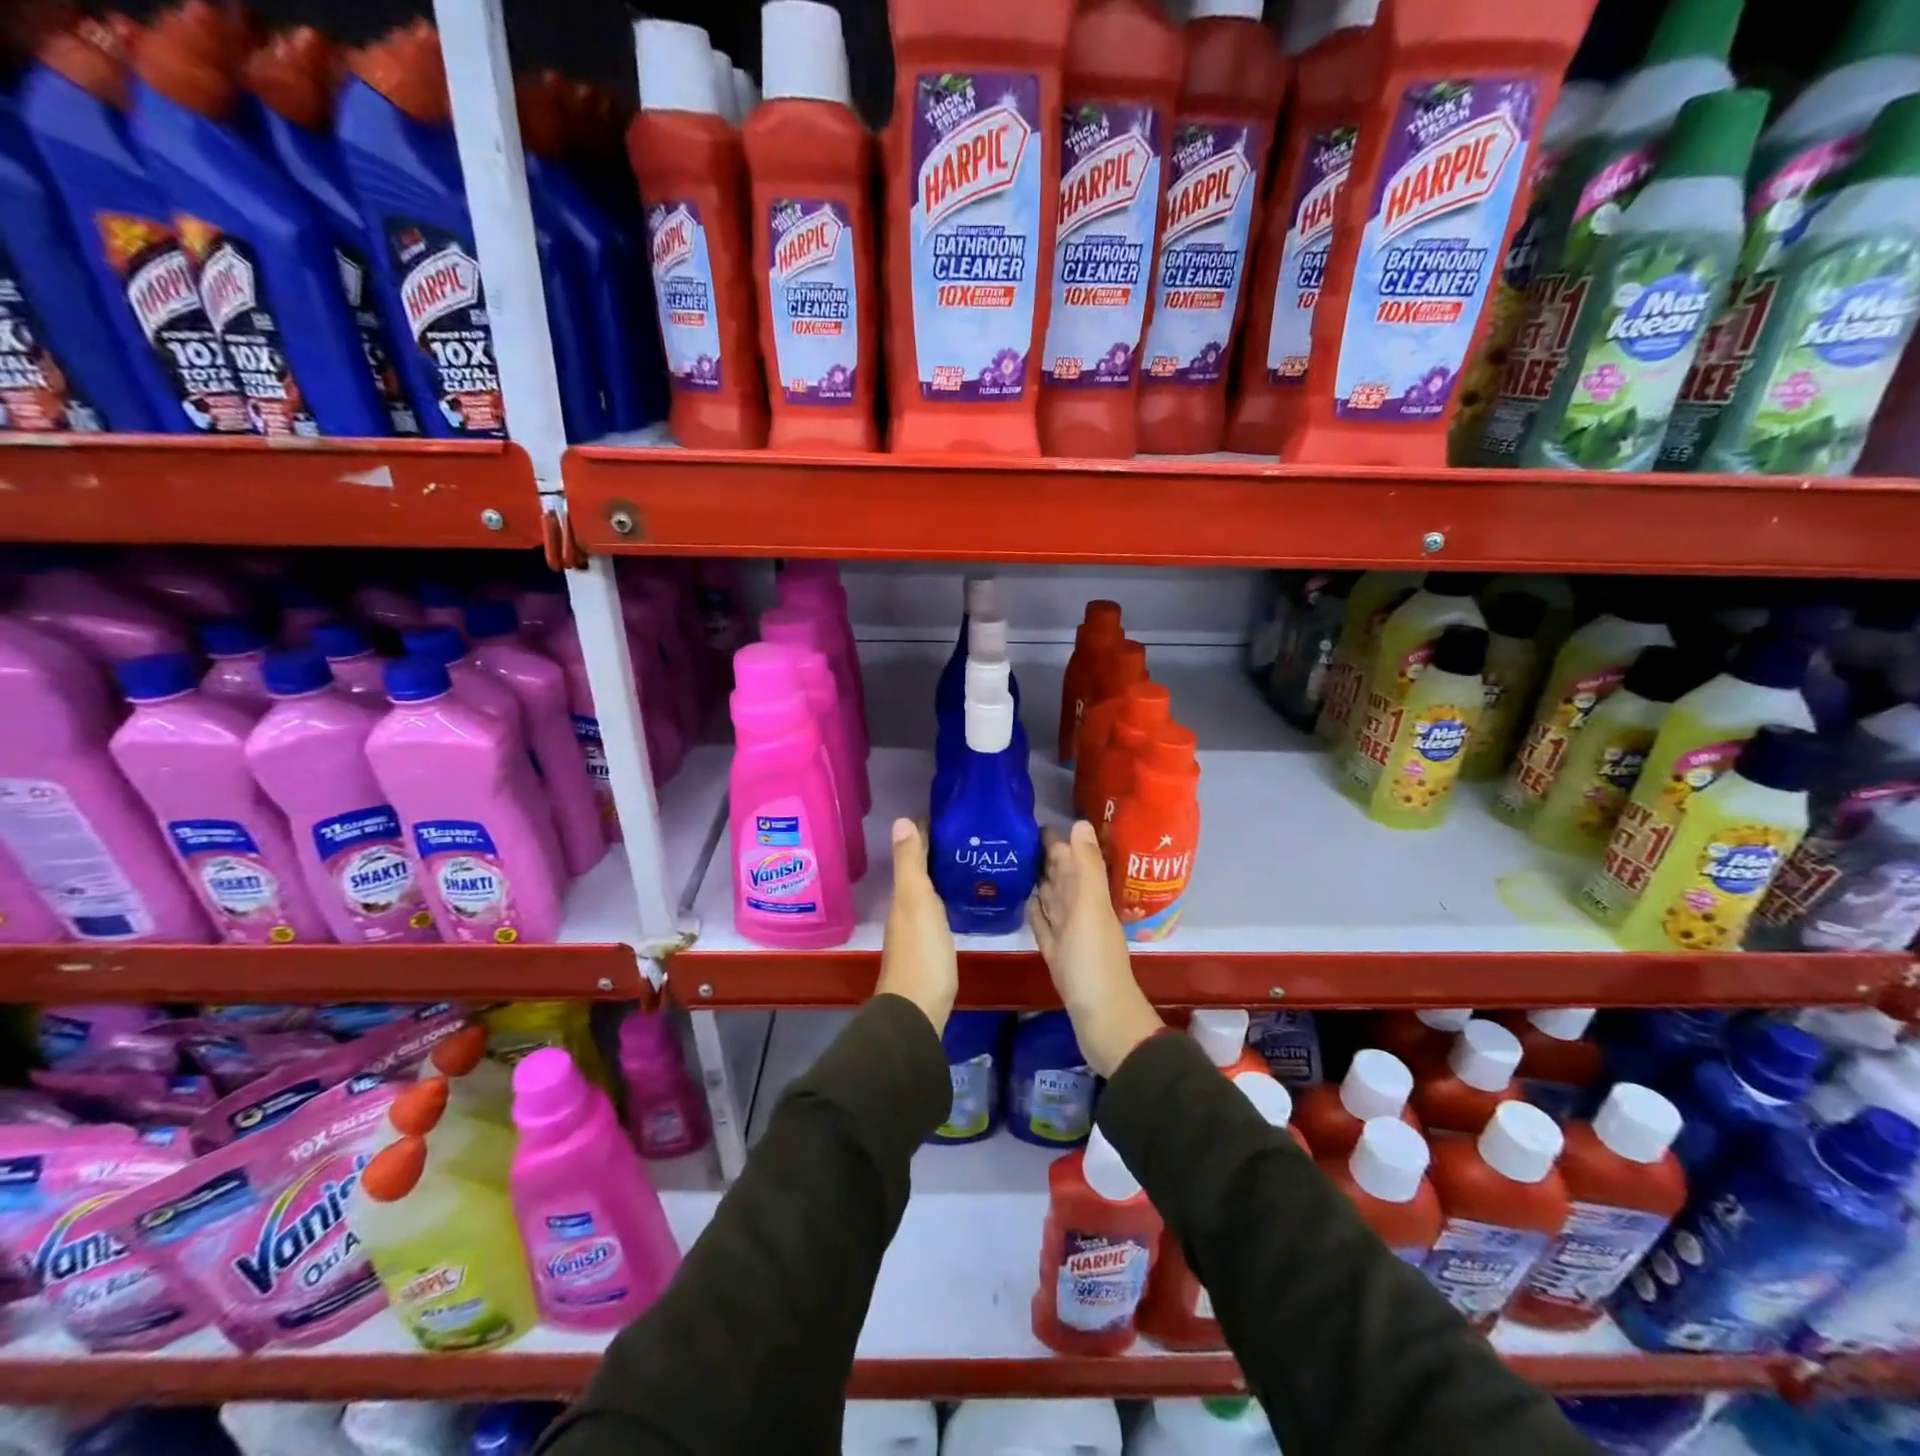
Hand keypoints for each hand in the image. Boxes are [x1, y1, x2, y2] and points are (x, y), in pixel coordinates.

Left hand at [876, 818, 957, 1034]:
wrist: (918, 1009)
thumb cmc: (921, 952)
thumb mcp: (916, 901)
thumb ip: (910, 863)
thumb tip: (901, 820)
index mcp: (903, 895)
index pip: (914, 853)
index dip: (927, 833)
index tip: (952, 816)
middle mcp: (906, 909)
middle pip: (921, 872)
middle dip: (939, 852)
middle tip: (969, 836)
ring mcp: (917, 930)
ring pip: (929, 892)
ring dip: (943, 875)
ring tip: (972, 860)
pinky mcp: (931, 948)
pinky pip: (938, 912)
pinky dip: (947, 898)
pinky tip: (964, 899)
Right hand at [1029, 821, 1162, 1077]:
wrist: (1101, 1019)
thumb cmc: (1093, 961)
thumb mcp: (1091, 907)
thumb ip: (1086, 866)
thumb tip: (1080, 822)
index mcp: (1089, 896)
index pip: (1070, 859)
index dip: (1056, 841)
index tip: (1030, 822)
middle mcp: (1079, 910)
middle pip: (1060, 877)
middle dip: (1043, 857)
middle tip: (1014, 838)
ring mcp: (1068, 934)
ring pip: (1051, 899)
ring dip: (1038, 881)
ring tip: (1015, 862)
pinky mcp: (1056, 954)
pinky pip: (1044, 925)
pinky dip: (1036, 911)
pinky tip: (1025, 901)